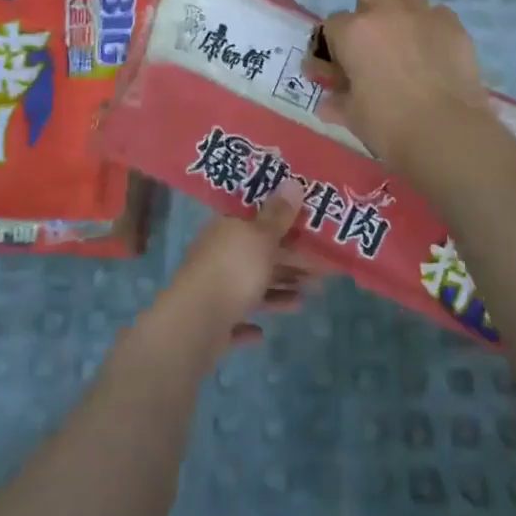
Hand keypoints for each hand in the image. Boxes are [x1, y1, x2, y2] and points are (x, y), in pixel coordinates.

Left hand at [159, 181, 320, 349]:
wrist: (196, 324)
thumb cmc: (234, 270)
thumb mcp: (261, 237)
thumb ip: (278, 215)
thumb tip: (293, 182)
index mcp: (226, 229)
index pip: (254, 217)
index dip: (280, 220)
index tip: (306, 226)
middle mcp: (218, 255)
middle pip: (256, 254)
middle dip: (287, 261)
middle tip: (319, 268)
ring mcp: (213, 289)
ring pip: (250, 286)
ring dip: (276, 292)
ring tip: (305, 298)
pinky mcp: (212, 322)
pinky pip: (236, 319)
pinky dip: (249, 324)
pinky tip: (261, 333)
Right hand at [305, 0, 495, 168]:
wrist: (446, 134)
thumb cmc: (388, 125)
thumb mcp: (353, 116)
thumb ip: (338, 101)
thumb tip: (328, 103)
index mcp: (354, 32)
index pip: (333, 23)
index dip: (335, 43)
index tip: (341, 63)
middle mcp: (387, 13)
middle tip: (373, 28)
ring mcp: (424, 16)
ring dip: (403, 7)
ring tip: (406, 36)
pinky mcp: (456, 28)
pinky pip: (440, 14)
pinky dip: (434, 28)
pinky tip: (436, 52)